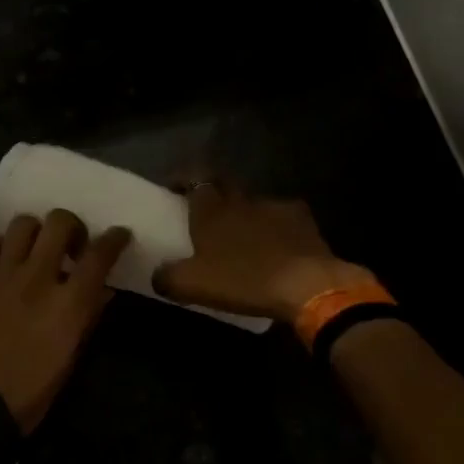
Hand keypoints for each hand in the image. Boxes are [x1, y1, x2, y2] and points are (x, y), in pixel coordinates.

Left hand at [0, 210, 131, 431]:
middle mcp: (37, 278)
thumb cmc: (34, 388)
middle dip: (73, 227)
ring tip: (37, 249)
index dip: (115, 239)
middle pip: (60, 223)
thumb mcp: (73, 355)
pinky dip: (3, 244)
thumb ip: (89, 315)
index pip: (99, 255)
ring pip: (23, 223)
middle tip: (72, 246)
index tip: (119, 235)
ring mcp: (2, 274)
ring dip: (37, 231)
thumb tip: (103, 289)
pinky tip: (7, 260)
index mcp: (68, 303)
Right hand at [153, 184, 371, 324]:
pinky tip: (275, 246)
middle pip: (224, 183)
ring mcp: (275, 206)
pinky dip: (274, 227)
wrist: (306, 285)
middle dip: (213, 190)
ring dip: (244, 212)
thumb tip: (157, 275)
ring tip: (242, 234)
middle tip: (205, 209)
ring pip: (253, 201)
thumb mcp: (192, 286)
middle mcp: (242, 199)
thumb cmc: (243, 280)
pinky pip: (281, 217)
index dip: (182, 178)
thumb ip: (167, 277)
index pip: (194, 178)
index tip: (173, 187)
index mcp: (212, 209)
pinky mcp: (303, 220)